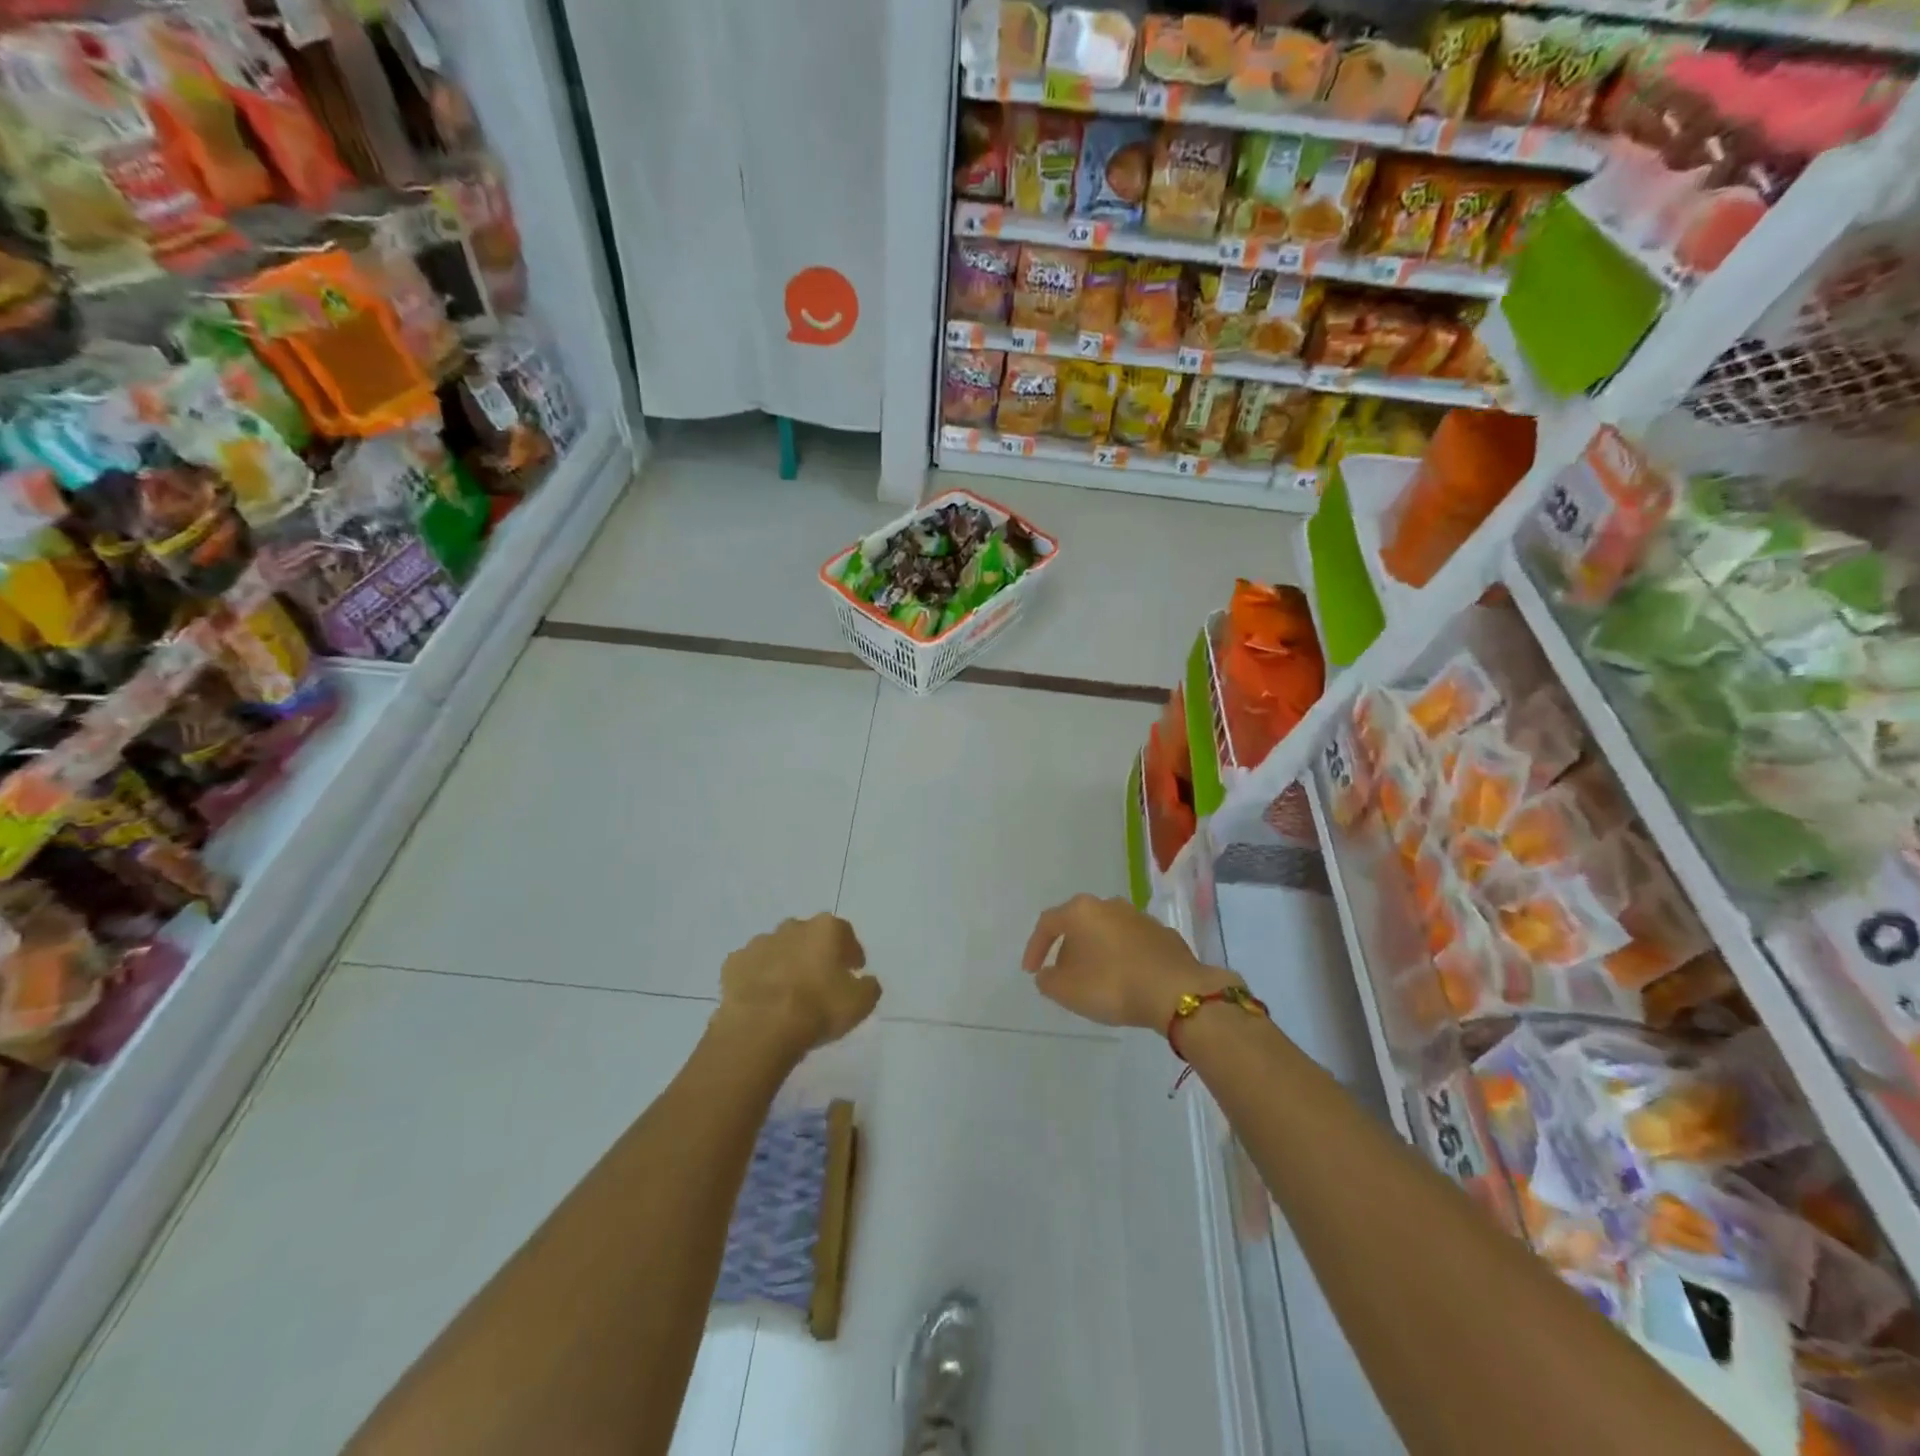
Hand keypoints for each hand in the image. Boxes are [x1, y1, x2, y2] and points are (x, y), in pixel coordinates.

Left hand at [716, 914, 880, 1057]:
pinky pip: (751, 967)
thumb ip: (869, 986)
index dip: (851, 953)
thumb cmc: (819, 1008)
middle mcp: (793, 927)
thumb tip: (865, 981)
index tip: (853, 971)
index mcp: (826, 929)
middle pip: (809, 936)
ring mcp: (760, 942)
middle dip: (815, 954)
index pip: (845, 934)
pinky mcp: (733, 963)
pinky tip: (762, 999)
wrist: (762, 1026)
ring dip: (785, 964)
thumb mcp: (860, 1003)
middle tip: (820, 981)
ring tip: (788, 994)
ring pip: (778, 949)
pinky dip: (758, 978)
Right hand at [1021, 894, 1239, 1030]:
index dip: (1035, 947)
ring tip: (1096, 980)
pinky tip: (1126, 980)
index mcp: (1082, 911)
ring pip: (1107, 932)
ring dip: (1097, 953)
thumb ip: (1048, 981)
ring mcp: (1139, 917)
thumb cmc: (1113, 985)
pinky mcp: (1163, 934)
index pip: (1048, 923)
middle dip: (1069, 950)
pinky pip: (1132, 944)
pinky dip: (1123, 959)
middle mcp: (1109, 905)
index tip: (1031, 971)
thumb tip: (1047, 974)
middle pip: (1079, 925)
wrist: (1177, 992)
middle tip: (1064, 976)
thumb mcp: (1068, 991)